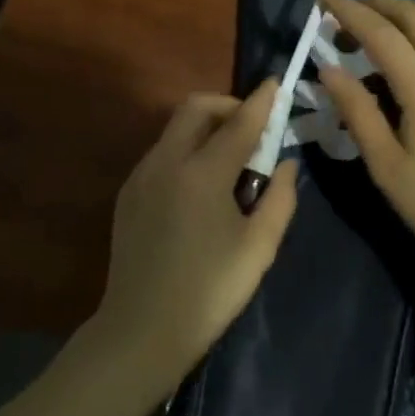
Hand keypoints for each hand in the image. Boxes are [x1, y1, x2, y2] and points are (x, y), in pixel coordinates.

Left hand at [94, 82, 299, 385]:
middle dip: (227, 106)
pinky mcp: (128, 194)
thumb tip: (286, 164)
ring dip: (205, 128)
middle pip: (196, 108)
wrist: (142, 331)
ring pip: (175, 129)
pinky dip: (186, 150)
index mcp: (202, 174)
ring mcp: (141, 176)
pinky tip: (201, 187)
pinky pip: (162, 153)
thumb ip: (280, 198)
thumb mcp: (259, 247)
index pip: (239, 123)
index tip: (277, 84)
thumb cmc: (210, 291)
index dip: (262, 102)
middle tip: (252, 130)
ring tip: (230, 161)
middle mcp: (166, 163)